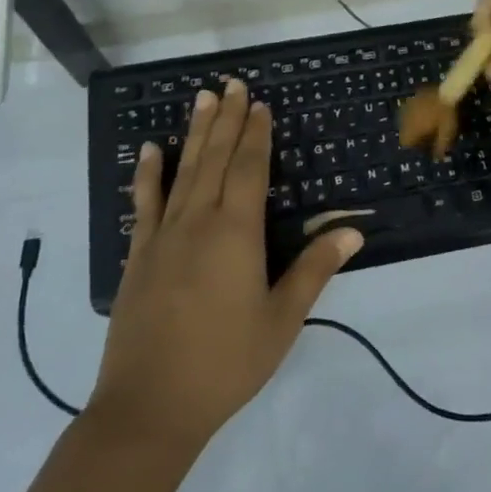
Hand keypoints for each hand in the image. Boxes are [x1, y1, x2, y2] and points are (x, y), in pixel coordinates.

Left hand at [91, 78, 361, 451]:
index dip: (257, 134)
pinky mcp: (139, 255)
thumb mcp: (281, 321)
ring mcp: (164, 235)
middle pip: (217, 158)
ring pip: (184, 170)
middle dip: (228, 119)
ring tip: (203, 97)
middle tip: (233, 83)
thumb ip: (314, 270)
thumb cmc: (225, 363)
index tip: (261, 104)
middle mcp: (200, 221)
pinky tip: (150, 149)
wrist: (149, 408)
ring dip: (196, 132)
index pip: (250, 169)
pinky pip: (145, 203)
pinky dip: (148, 173)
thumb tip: (352, 230)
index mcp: (237, 233)